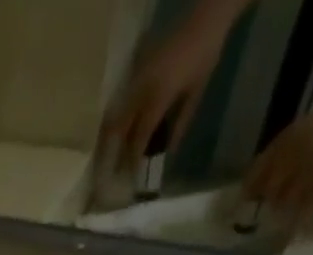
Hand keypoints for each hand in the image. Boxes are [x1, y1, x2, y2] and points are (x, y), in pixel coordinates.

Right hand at [106, 5, 241, 168]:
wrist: (204, 20)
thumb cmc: (204, 57)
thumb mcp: (196, 93)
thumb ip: (180, 124)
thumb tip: (168, 152)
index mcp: (158, 97)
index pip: (139, 136)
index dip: (133, 158)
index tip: (128, 175)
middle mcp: (141, 91)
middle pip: (120, 128)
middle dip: (114, 151)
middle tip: (112, 170)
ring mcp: (135, 80)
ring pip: (115, 116)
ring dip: (111, 138)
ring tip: (108, 155)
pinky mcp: (135, 73)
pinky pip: (120, 102)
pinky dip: (117, 120)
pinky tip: (118, 132)